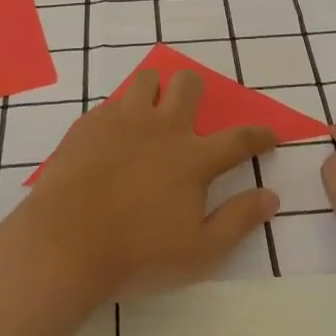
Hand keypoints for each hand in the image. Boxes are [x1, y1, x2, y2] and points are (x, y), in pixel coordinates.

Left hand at [24, 69, 278, 297]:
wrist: (65, 244)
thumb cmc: (137, 255)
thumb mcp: (199, 252)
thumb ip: (238, 220)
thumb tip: (271, 196)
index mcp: (193, 158)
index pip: (238, 139)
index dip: (259, 135)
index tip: (269, 134)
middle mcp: (162, 128)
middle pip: (188, 85)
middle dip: (197, 90)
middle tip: (191, 112)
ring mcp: (123, 120)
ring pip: (147, 80)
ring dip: (156, 90)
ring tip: (150, 115)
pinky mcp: (89, 123)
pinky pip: (112, 102)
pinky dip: (121, 114)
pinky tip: (113, 138)